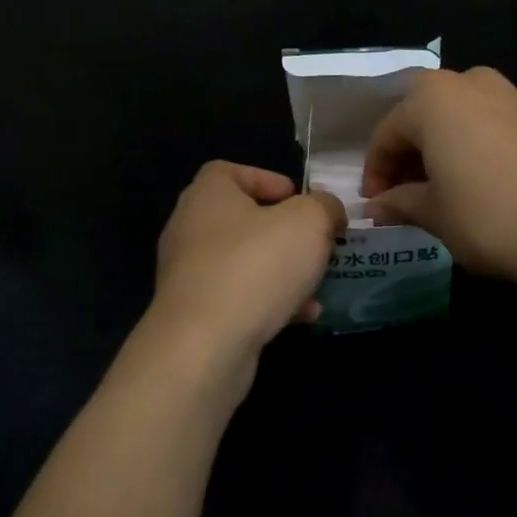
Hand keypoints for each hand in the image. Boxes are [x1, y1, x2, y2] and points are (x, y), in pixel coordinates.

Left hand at [150, 162, 346, 358]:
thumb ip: (324, 207)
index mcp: (208, 195)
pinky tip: (303, 316)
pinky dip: (270, 303)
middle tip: (316, 243)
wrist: (205, 345)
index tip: (298, 199)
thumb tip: (327, 210)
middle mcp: (190, 229)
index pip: (229, 171)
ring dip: (282, 270)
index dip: (266, 179)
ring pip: (244, 263)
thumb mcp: (309, 222)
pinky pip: (239, 298)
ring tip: (316, 283)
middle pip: (242, 219)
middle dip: (284, 232)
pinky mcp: (195, 315)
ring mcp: (189, 275)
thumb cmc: (256, 266)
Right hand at [361, 67, 516, 294]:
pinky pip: (502, 124)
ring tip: (450, 186)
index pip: (389, 132)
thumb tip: (376, 207)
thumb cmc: (489, 220)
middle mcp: (474, 83)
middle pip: (428, 115)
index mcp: (434, 99)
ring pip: (467, 116)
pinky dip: (487, 146)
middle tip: (408, 193)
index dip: (376, 170)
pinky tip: (493, 181)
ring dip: (450, 146)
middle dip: (413, 153)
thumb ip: (400, 202)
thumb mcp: (434, 215)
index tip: (376, 203)